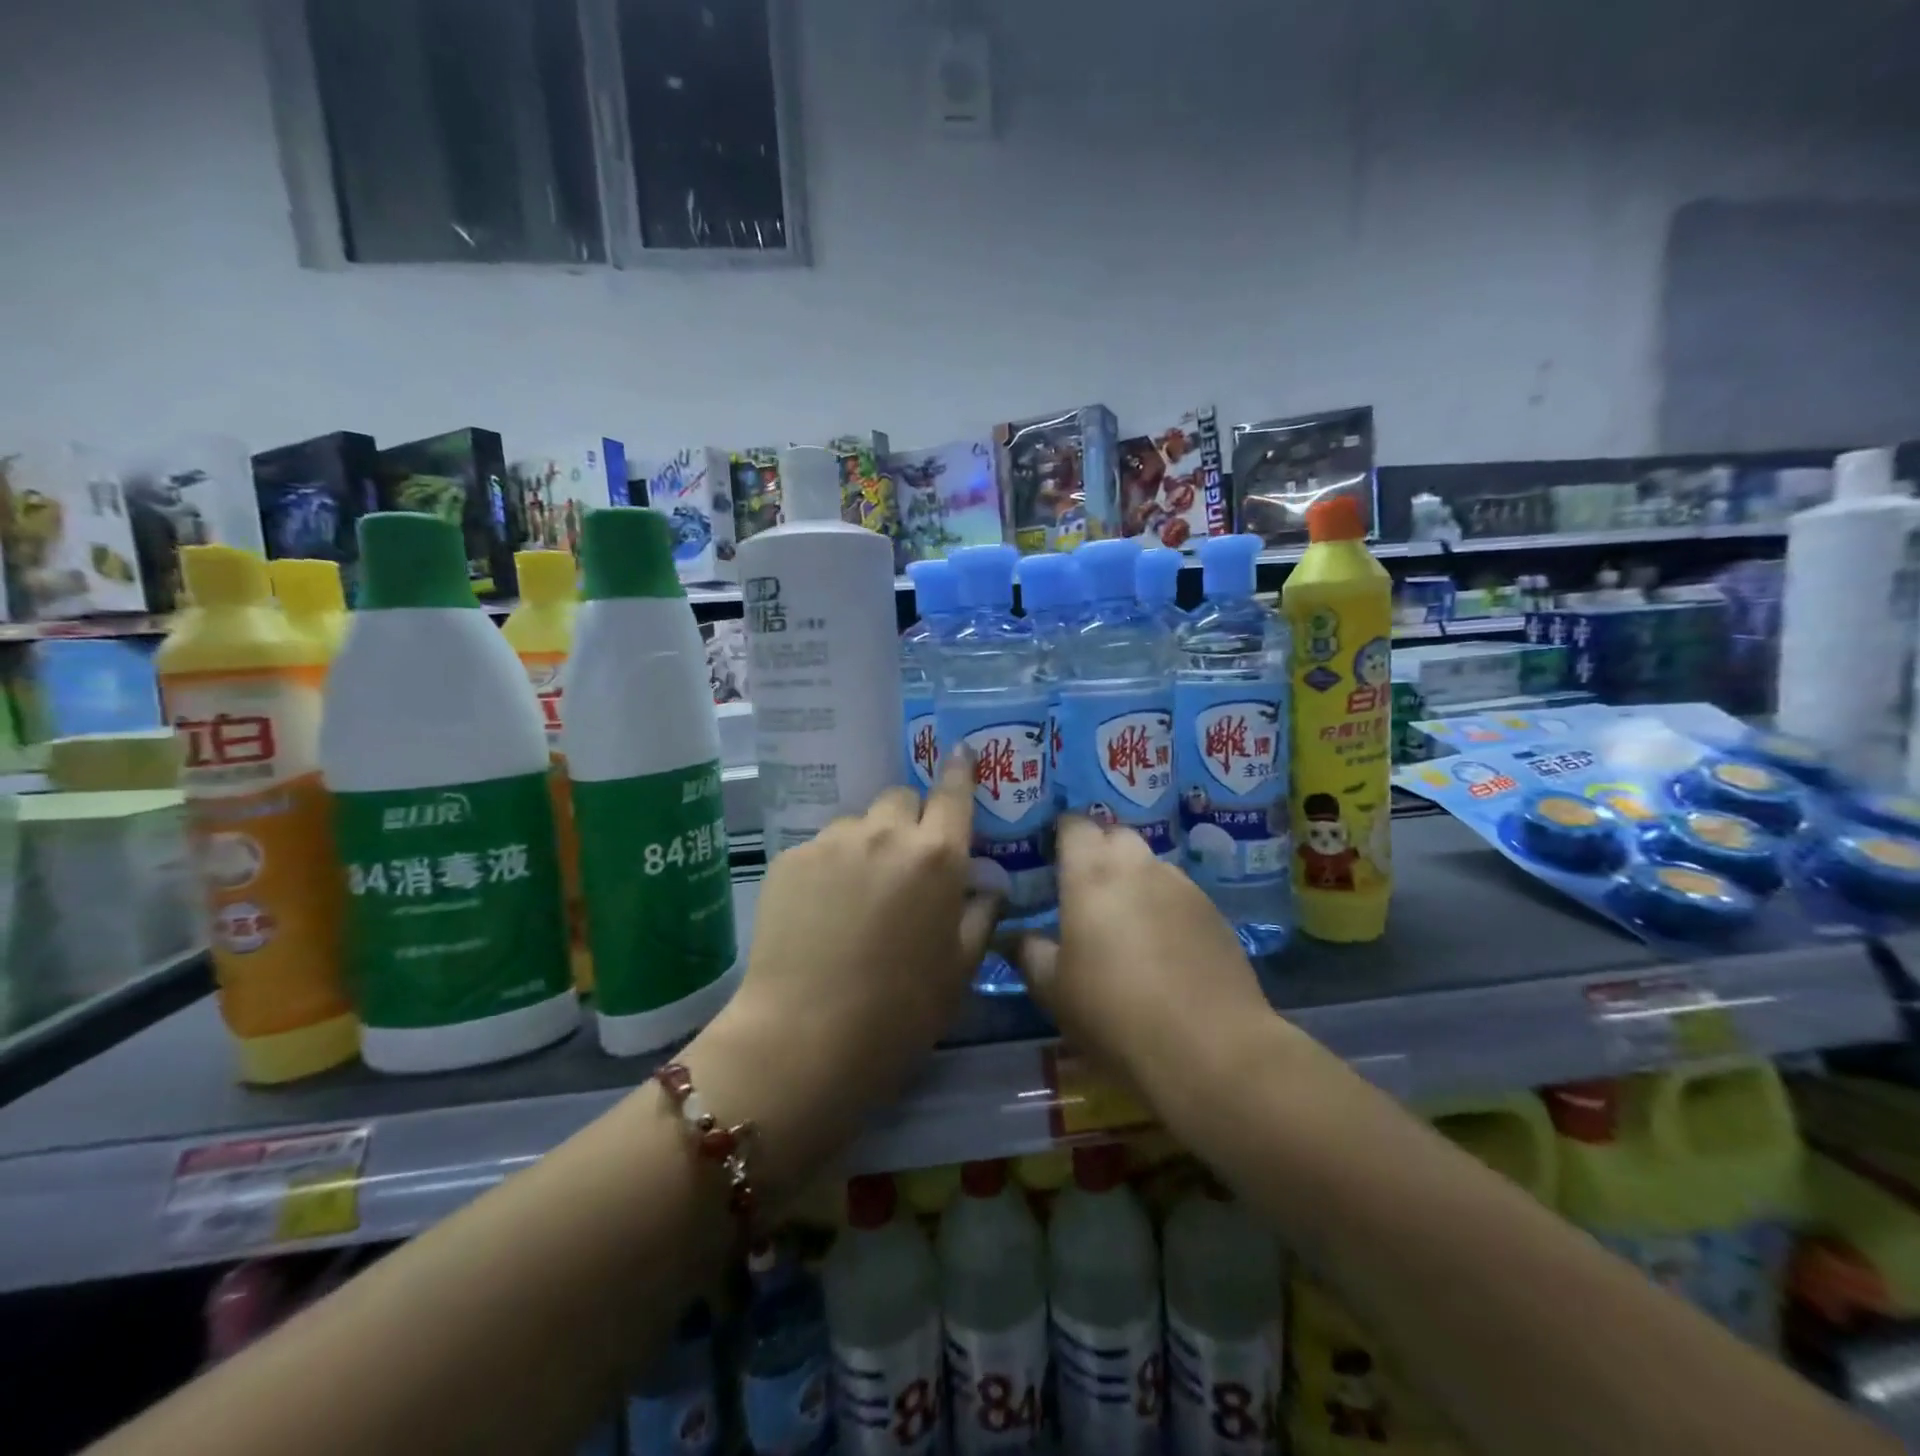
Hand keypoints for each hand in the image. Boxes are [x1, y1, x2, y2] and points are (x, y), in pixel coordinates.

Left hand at [683, 752, 996, 1192]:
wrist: (806, 1037)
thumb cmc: (900, 1011)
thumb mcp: (959, 969)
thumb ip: (980, 915)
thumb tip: (987, 885)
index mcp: (937, 855)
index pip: (954, 792)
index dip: (960, 770)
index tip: (961, 754)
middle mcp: (886, 833)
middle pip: (901, 798)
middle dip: (909, 820)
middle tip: (905, 864)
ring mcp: (832, 841)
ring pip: (859, 822)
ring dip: (867, 843)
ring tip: (857, 894)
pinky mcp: (790, 858)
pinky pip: (821, 847)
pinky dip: (830, 866)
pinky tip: (821, 911)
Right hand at [1009, 815, 1276, 1109]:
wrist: (1210, 1048)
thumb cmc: (1114, 1014)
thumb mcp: (1054, 990)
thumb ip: (1029, 953)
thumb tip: (1015, 935)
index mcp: (1091, 873)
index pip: (1074, 824)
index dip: (1060, 833)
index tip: (1049, 856)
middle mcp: (1138, 866)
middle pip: (1115, 835)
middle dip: (1098, 850)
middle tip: (1082, 888)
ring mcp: (1182, 886)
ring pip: (1149, 863)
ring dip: (1132, 877)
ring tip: (1122, 919)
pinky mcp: (1213, 912)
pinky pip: (1177, 892)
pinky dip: (1162, 904)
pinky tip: (1160, 945)